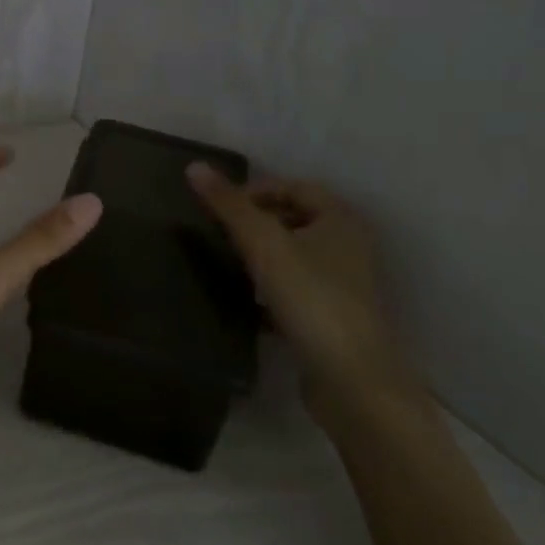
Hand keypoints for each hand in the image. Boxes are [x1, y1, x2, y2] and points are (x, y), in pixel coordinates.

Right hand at [186, 164, 412, 403]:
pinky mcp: (332, 319)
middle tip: (218, 233)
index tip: (219, 208)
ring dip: (261, 257)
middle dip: (256, 223)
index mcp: (340, 219)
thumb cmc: (311, 297)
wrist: (350, 379)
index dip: (256, 190)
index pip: (294, 187)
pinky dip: (269, 290)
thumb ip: (228, 205)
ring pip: (294, 257)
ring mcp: (343, 285)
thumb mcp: (263, 243)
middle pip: (294, 220)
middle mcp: (348, 246)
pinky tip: (243, 302)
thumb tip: (194, 166)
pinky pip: (295, 292)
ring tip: (226, 264)